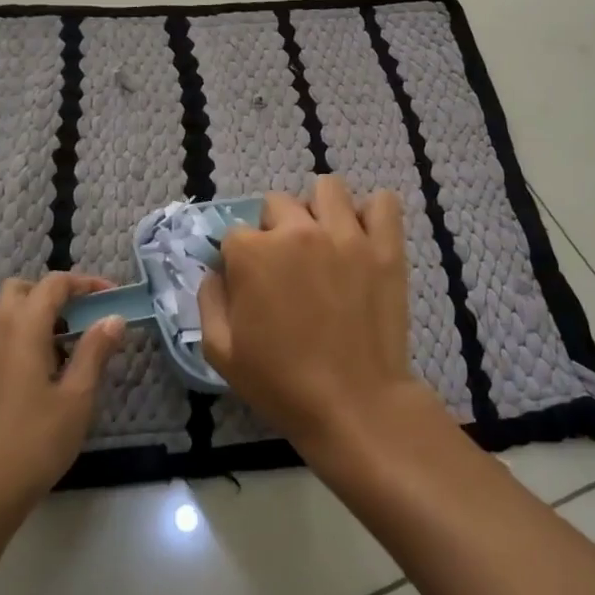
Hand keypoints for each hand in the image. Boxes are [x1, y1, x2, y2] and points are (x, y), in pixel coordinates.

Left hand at [0, 273, 125, 525]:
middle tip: (86, 315)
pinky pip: (3, 336)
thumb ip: (95, 351)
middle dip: (56, 293)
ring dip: (41, 314)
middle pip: (23, 289)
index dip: (85, 283)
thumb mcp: (77, 397)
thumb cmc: (35, 442)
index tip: (114, 297)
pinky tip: (50, 368)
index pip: (53, 284)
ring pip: (9, 313)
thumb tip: (114, 318)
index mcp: (22, 329)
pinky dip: (27, 334)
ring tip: (74, 342)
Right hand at [198, 174, 428, 453]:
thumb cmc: (281, 383)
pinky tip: (361, 238)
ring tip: (323, 241)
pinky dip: (371, 214)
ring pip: (328, 189)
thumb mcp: (220, 351)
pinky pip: (383, 203)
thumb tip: (216, 271)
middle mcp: (298, 231)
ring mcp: (346, 235)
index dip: (238, 259)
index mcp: (253, 254)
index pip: (235, 232)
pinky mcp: (385, 247)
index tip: (249, 284)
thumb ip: (208, 299)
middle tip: (286, 266)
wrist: (354, 405)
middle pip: (278, 203)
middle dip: (275, 229)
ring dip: (319, 209)